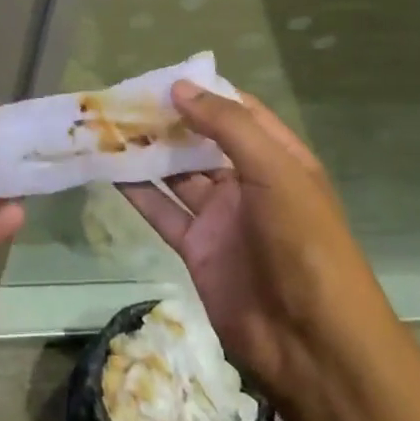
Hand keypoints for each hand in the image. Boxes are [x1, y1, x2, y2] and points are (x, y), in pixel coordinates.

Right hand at [120, 82, 383, 393]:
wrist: (312, 343)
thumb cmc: (304, 243)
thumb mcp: (275, 171)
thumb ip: (227, 126)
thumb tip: (179, 88)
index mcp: (277, 159)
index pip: (238, 112)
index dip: (203, 92)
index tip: (161, 76)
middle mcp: (247, 182)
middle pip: (201, 142)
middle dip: (167, 121)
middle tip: (122, 98)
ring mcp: (221, 217)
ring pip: (177, 174)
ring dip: (147, 152)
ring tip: (107, 126)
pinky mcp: (197, 249)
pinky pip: (162, 212)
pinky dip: (137, 192)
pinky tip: (109, 169)